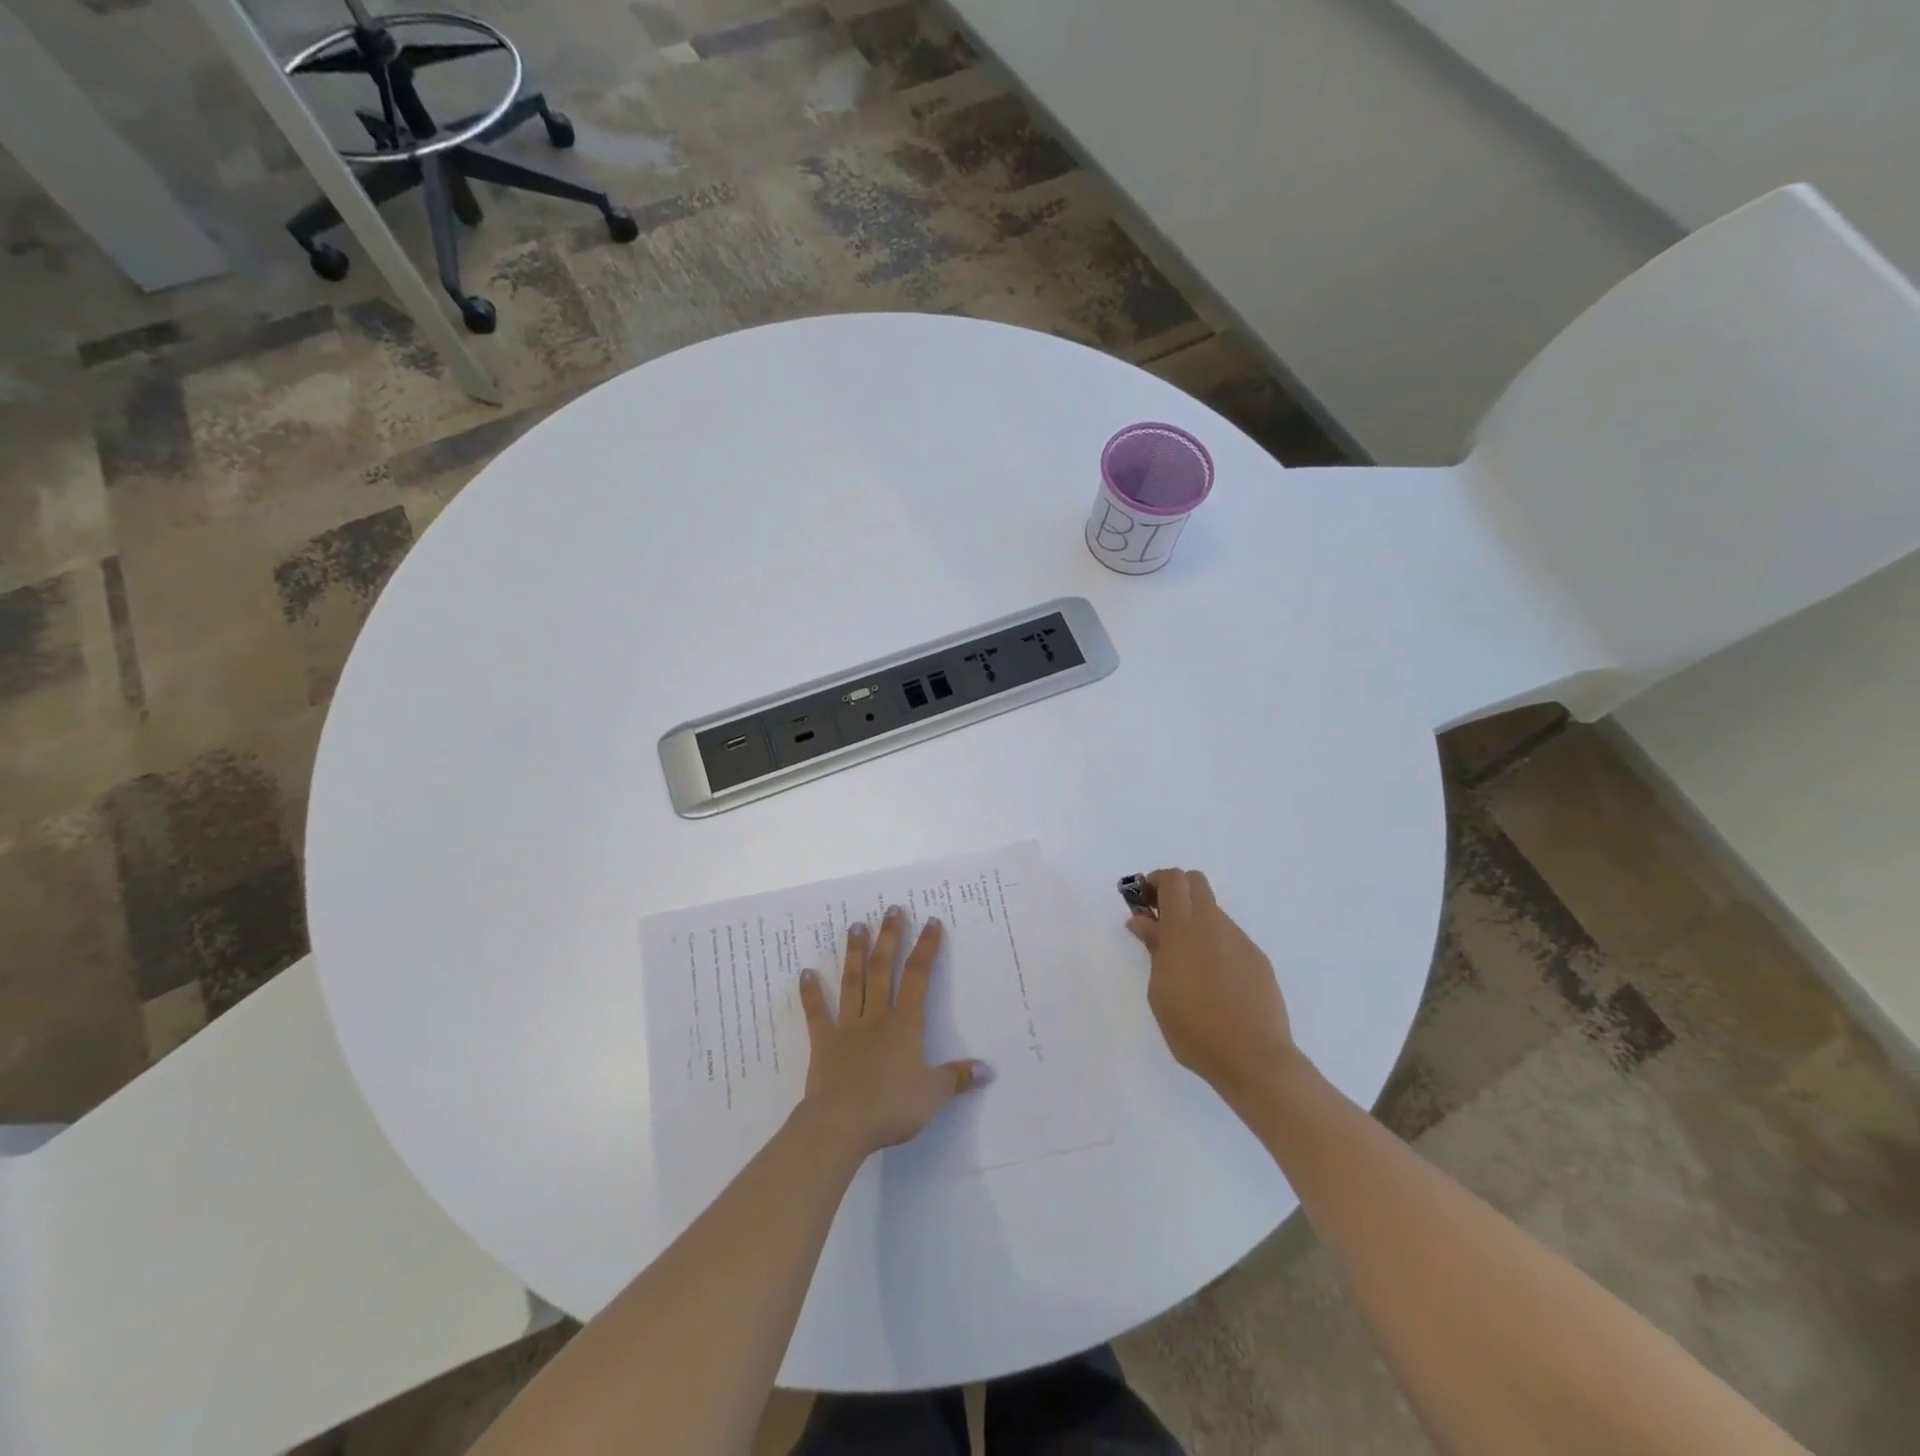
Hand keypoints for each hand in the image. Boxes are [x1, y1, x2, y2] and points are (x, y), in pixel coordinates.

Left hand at [798, 907, 989, 1159]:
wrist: (842, 1123)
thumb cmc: (891, 1107)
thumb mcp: (933, 1095)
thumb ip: (957, 1078)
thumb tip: (988, 1069)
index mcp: (905, 1026)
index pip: (919, 978)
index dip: (926, 948)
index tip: (931, 922)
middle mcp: (877, 1017)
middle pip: (884, 970)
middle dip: (889, 938)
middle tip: (891, 910)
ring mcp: (847, 1027)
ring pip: (853, 982)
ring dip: (855, 953)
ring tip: (856, 926)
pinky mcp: (823, 1043)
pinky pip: (817, 1014)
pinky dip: (811, 993)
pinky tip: (806, 973)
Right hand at [1129, 868, 1294, 1099]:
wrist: (1254, 1059)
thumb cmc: (1194, 1029)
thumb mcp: (1159, 991)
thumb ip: (1153, 949)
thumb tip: (1143, 920)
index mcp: (1185, 930)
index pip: (1173, 880)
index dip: (1155, 881)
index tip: (1142, 900)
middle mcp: (1214, 926)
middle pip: (1196, 882)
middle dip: (1175, 890)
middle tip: (1160, 919)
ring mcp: (1240, 941)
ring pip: (1213, 911)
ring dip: (1194, 920)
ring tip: (1186, 959)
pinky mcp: (1257, 959)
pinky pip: (1229, 937)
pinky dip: (1214, 943)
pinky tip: (1212, 979)